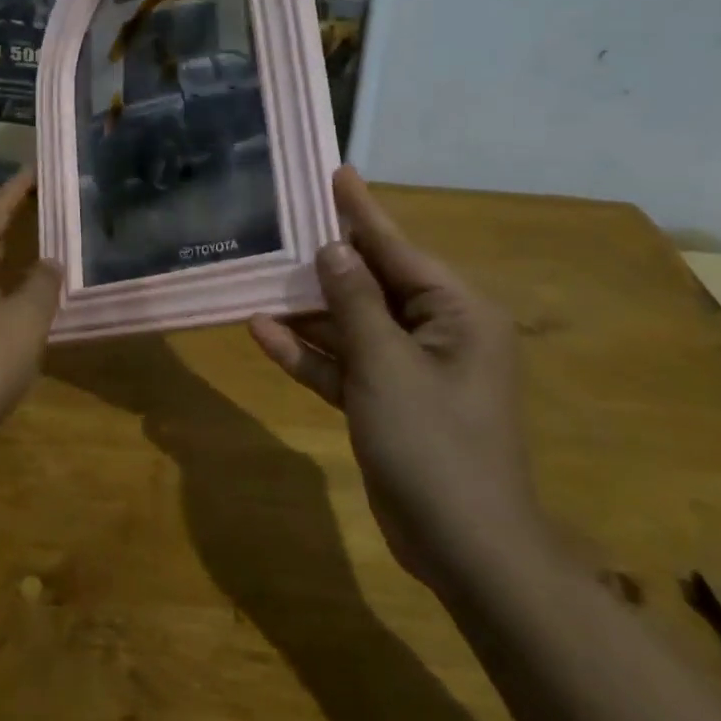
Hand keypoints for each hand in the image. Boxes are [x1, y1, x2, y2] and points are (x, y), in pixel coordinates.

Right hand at [248, 168, 544, 591]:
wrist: (463, 548)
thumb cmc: (434, 443)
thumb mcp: (387, 364)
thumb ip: (355, 303)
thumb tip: (332, 249)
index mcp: (455, 312)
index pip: (397, 247)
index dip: (360, 211)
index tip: (334, 172)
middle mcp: (435, 331)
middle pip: (370, 283)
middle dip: (323, 262)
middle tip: (279, 225)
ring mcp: (408, 369)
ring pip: (350, 324)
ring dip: (306, 310)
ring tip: (257, 277)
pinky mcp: (385, 401)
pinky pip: (343, 364)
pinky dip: (308, 353)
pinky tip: (261, 333)